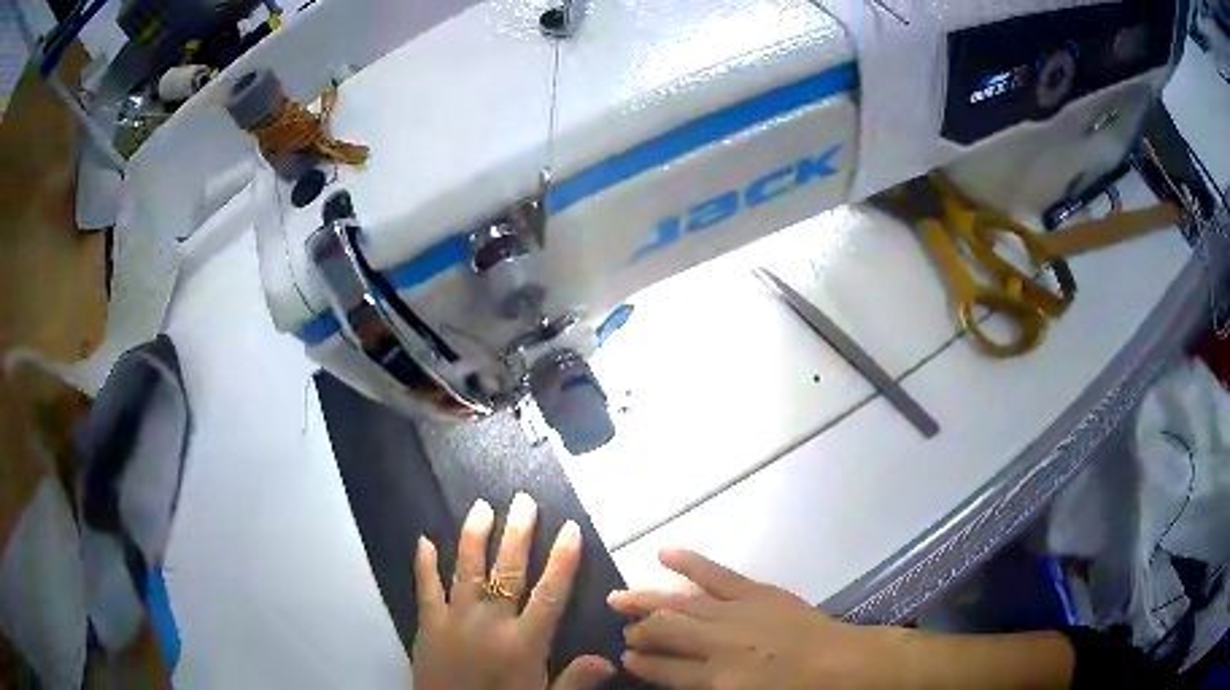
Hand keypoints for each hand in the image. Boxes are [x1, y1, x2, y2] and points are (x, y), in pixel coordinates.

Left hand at [413, 494, 614, 689]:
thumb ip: (575, 681)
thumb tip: (610, 659)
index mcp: (524, 642)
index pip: (549, 594)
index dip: (562, 560)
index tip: (570, 528)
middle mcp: (490, 623)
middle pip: (507, 572)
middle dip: (518, 535)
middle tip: (523, 500)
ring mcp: (454, 619)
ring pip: (466, 570)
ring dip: (475, 537)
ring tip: (482, 507)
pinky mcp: (427, 624)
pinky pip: (425, 588)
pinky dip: (424, 564)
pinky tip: (424, 539)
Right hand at [607, 548, 905, 689]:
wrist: (843, 665)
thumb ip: (708, 689)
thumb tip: (679, 678)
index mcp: (717, 680)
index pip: (663, 669)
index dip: (640, 662)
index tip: (625, 656)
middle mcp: (718, 645)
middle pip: (665, 632)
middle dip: (638, 630)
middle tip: (623, 628)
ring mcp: (736, 614)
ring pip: (680, 604)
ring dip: (647, 600)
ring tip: (620, 597)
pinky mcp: (756, 592)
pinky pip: (716, 575)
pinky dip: (689, 563)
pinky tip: (663, 553)